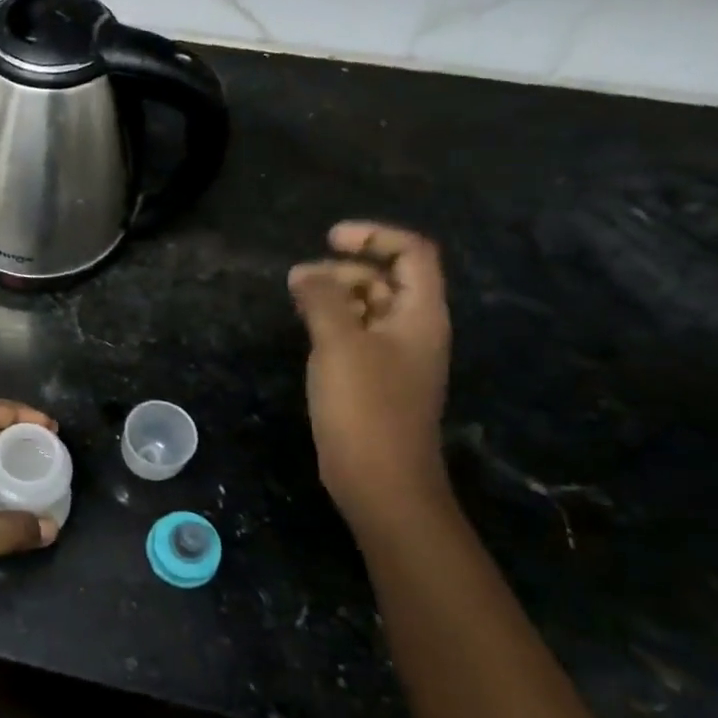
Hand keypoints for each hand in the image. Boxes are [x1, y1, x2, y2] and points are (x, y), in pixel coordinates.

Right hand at [288, 222, 451, 527]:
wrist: (381, 480)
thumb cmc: (366, 407)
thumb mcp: (339, 344)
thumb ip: (321, 299)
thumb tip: (303, 271)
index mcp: (420, 315)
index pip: (412, 254)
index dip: (374, 236)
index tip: (329, 239)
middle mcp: (414, 330)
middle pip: (387, 278)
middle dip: (345, 269)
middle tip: (302, 281)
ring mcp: (395, 357)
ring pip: (369, 307)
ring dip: (335, 295)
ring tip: (298, 302)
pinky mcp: (375, 379)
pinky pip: (357, 335)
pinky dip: (333, 323)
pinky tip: (306, 331)